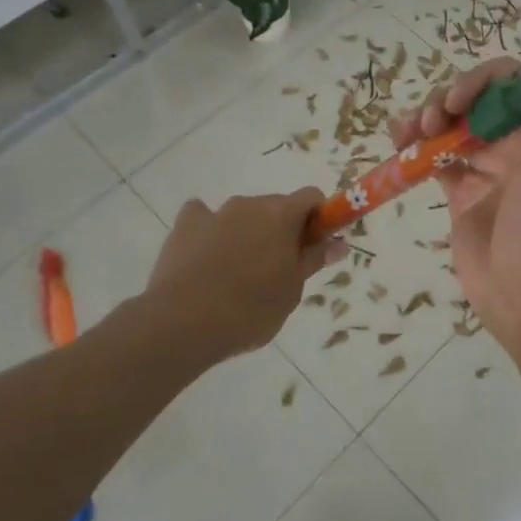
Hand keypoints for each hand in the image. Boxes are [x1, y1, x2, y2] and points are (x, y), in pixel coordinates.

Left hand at [146, 189, 343, 360]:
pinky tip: (205, 258)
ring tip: (237, 274)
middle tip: (278, 269)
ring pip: (241, 214)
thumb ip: (313, 260)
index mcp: (281, 214)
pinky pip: (203, 218)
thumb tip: (338, 242)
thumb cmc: (250, 309)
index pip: (312, 197)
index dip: (319, 218)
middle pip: (276, 206)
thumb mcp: (292, 290)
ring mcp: (214, 212)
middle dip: (282, 230)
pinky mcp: (184, 225)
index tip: (314, 246)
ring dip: (247, 232)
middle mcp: (249, 204)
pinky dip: (210, 231)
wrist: (182, 323)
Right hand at [391, 10, 520, 346]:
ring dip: (426, 121)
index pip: (509, 81)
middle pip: (474, 101)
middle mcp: (519, 144)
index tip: (457, 104)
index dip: (479, 82)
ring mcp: (489, 171)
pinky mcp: (463, 198)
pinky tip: (399, 150)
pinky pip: (436, 162)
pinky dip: (416, 152)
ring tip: (405, 135)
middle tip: (429, 123)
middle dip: (446, 102)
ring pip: (451, 129)